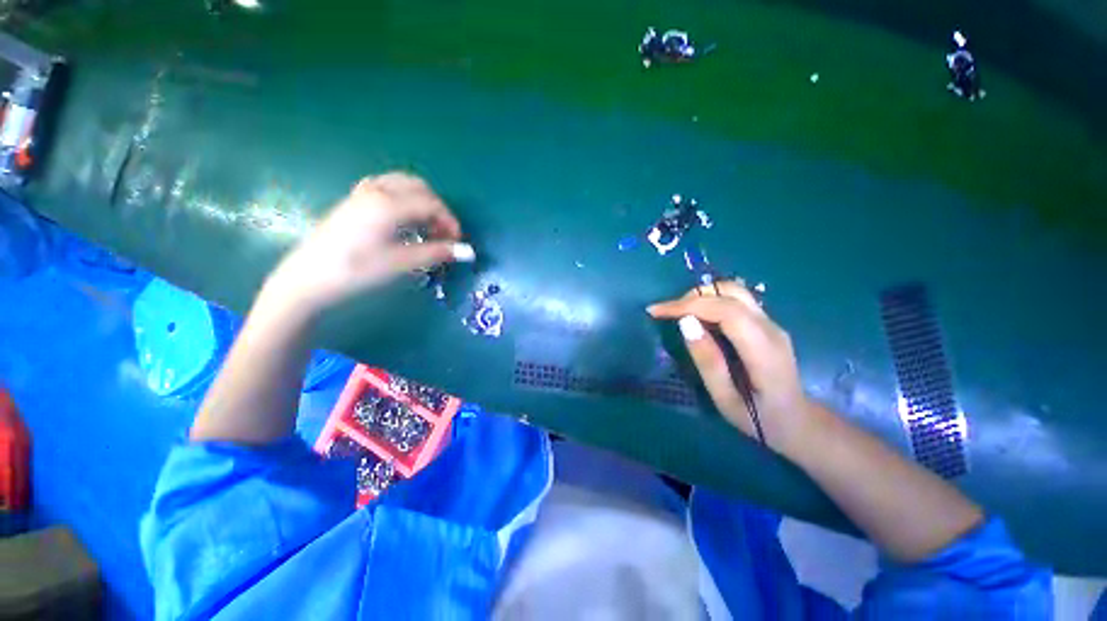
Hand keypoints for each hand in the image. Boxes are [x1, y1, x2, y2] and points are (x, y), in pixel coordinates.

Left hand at [262, 173, 472, 316]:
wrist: (308, 278)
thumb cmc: (356, 271)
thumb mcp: (400, 263)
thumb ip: (436, 253)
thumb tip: (467, 252)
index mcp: (388, 204)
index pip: (431, 203)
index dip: (450, 221)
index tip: (457, 242)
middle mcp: (376, 191)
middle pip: (419, 187)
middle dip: (438, 208)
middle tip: (444, 234)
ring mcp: (362, 193)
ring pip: (402, 184)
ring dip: (422, 201)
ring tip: (427, 226)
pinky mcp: (354, 201)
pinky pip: (387, 187)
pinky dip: (404, 198)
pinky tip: (404, 218)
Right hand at [648, 281, 814, 452]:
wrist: (799, 422)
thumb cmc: (760, 419)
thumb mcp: (725, 399)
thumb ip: (707, 361)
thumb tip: (685, 322)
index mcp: (763, 350)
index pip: (726, 310)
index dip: (688, 305)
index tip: (657, 311)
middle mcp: (771, 328)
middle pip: (730, 293)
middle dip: (691, 297)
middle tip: (666, 313)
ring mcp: (772, 322)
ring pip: (733, 290)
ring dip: (701, 296)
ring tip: (678, 313)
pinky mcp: (767, 322)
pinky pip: (735, 300)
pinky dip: (710, 301)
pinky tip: (697, 317)